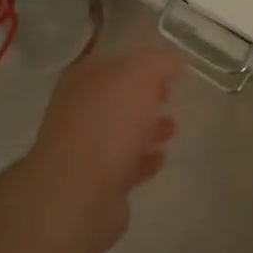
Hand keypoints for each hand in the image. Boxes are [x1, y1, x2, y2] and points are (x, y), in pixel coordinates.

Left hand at [23, 49, 181, 245]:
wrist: (80, 190)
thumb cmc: (108, 121)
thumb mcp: (140, 75)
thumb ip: (158, 63)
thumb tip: (171, 62)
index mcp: (83, 78)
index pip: (114, 61)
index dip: (142, 62)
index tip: (170, 69)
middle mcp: (79, 109)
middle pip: (117, 96)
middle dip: (145, 96)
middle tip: (171, 96)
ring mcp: (84, 146)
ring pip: (121, 131)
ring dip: (147, 128)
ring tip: (173, 128)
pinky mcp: (96, 181)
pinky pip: (125, 164)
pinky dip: (143, 159)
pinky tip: (160, 157)